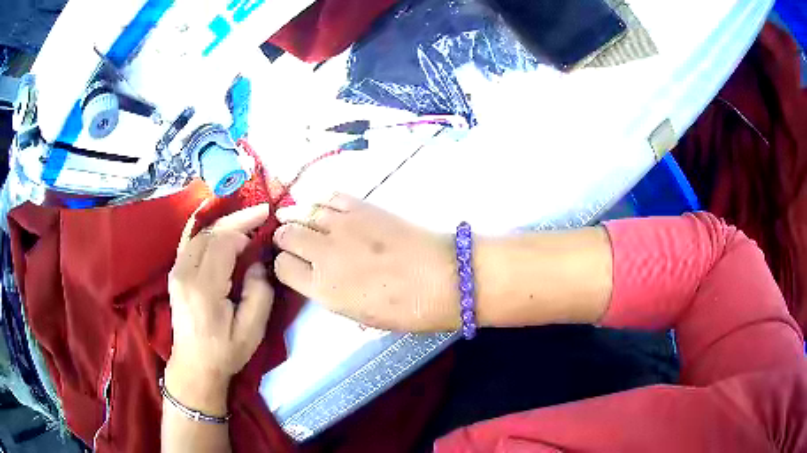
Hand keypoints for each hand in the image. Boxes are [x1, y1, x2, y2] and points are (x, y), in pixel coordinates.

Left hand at [166, 203, 273, 414]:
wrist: (194, 366)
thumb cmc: (225, 351)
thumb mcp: (252, 330)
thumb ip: (259, 293)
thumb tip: (257, 262)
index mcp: (203, 289)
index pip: (222, 244)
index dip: (243, 233)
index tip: (263, 235)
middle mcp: (184, 273)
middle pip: (209, 233)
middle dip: (236, 220)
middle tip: (261, 212)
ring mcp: (176, 271)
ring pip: (199, 234)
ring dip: (224, 224)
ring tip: (246, 220)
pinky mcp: (175, 273)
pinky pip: (192, 242)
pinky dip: (210, 231)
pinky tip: (223, 229)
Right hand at [273, 193, 459, 331]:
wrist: (443, 278)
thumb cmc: (406, 309)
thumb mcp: (360, 315)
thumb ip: (331, 294)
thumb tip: (318, 278)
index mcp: (323, 288)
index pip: (283, 267)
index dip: (284, 265)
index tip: (291, 265)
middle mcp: (324, 253)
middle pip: (287, 235)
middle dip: (284, 238)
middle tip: (289, 239)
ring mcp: (342, 226)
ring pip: (303, 212)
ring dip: (296, 216)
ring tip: (294, 218)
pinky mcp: (362, 207)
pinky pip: (330, 197)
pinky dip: (320, 200)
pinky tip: (320, 206)